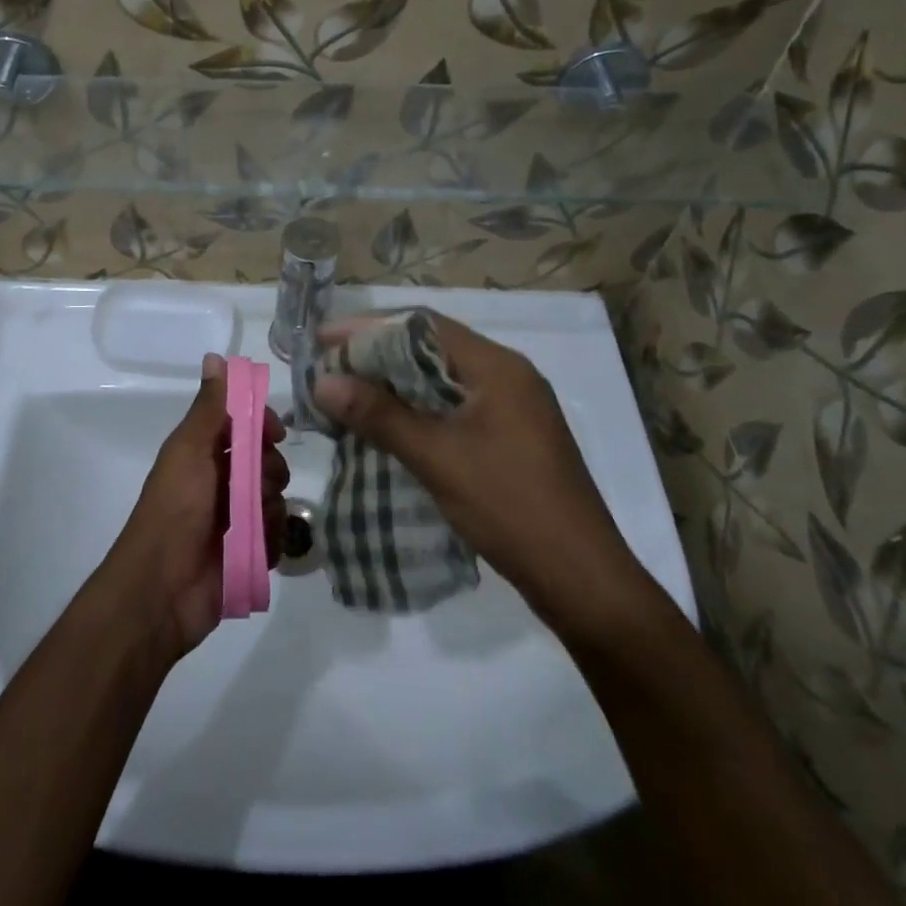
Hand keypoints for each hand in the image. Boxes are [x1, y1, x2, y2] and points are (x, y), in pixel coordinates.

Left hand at [99, 353, 289, 658]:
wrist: (162, 589)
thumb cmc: (174, 509)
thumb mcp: (190, 449)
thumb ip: (209, 406)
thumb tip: (215, 355)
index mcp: (202, 452)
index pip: (244, 424)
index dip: (263, 424)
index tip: (275, 433)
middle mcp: (220, 480)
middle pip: (266, 460)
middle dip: (269, 469)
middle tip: (256, 483)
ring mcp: (235, 518)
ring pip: (275, 496)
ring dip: (269, 507)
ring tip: (251, 522)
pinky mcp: (248, 551)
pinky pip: (277, 533)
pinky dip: (270, 537)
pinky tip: (256, 546)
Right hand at [310, 313, 650, 633]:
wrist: (582, 580)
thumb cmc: (510, 507)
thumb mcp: (438, 458)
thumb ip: (379, 415)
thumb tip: (323, 382)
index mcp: (498, 367)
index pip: (423, 326)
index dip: (369, 328)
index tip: (324, 341)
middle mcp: (508, 376)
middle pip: (431, 349)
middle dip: (377, 357)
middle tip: (329, 371)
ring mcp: (514, 409)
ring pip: (441, 382)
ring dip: (395, 387)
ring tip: (347, 398)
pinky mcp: (512, 439)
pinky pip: (454, 409)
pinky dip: (417, 412)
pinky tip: (387, 430)